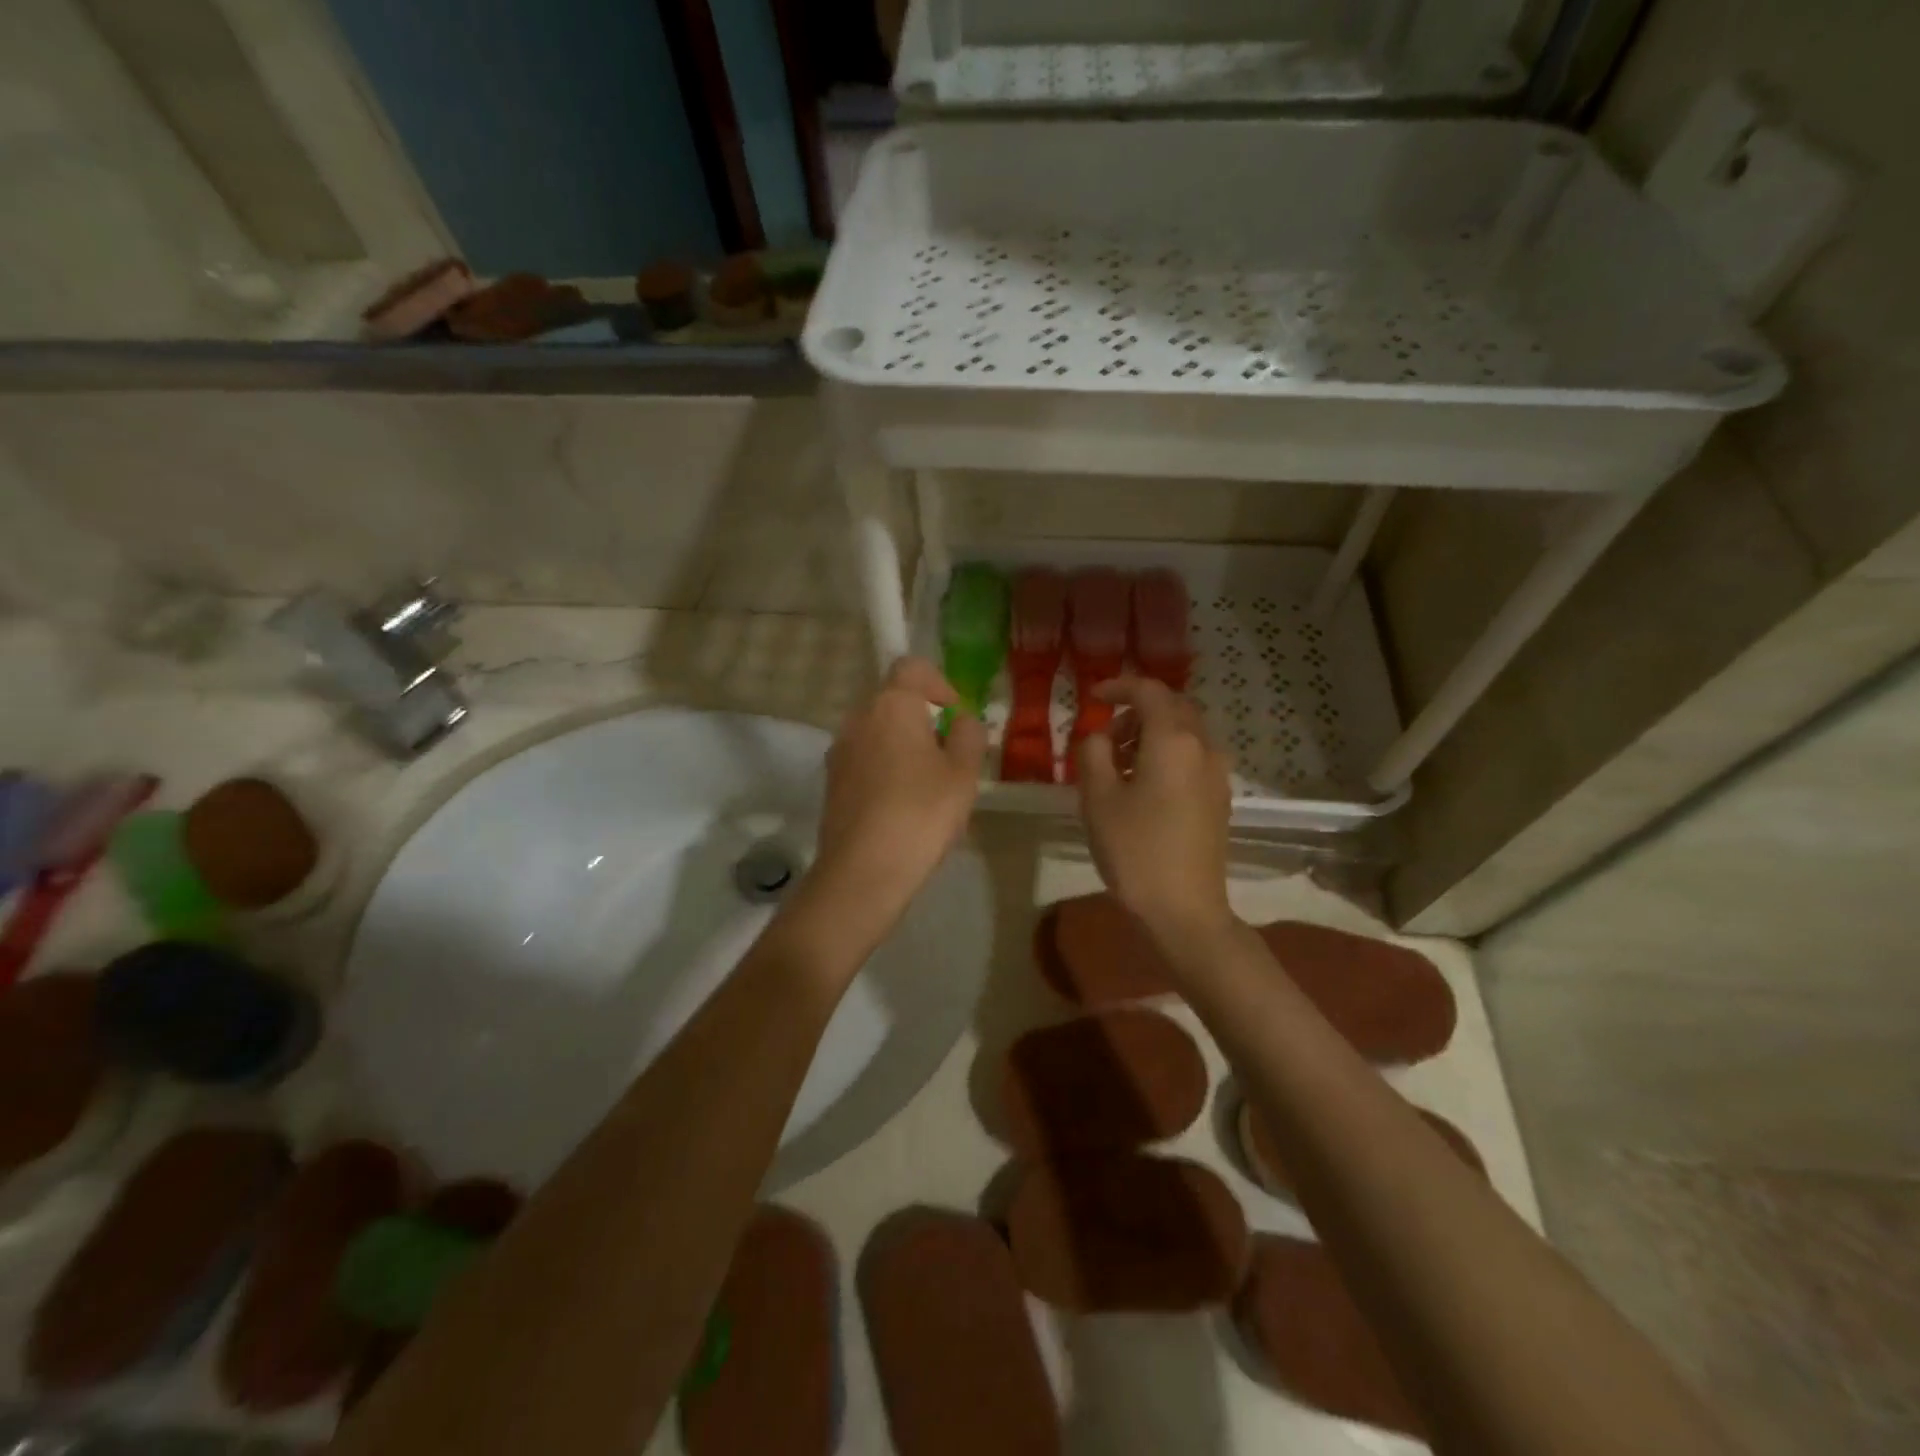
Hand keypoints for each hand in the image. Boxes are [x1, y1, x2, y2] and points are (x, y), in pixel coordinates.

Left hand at [808, 657, 985, 927]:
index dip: (940, 684)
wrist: (863, 871)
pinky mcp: (831, 782)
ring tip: (928, 787)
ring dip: (904, 746)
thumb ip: (968, 735)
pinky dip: (885, 769)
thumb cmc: (921, 813)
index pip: (912, 667)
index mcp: (891, 705)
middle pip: (894, 701)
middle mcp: (858, 718)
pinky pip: (865, 760)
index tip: (955, 718)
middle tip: (949, 757)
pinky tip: (902, 807)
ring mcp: (839, 751)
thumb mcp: (963, 773)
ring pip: (878, 733)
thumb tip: (960, 720)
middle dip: (924, 720)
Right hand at [1076, 677, 1234, 945]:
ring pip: (1184, 733)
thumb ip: (1093, 752)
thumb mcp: (1097, 798)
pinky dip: (1166, 755)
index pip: (1149, 691)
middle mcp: (1203, 747)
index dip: (1118, 687)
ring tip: (1118, 765)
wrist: (1185, 910)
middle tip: (1105, 735)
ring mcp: (1217, 774)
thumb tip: (1099, 736)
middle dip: (1137, 710)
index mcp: (1173, 740)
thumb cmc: (1135, 850)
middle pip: (1172, 708)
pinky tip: (1143, 786)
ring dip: (1151, 734)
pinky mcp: (1220, 798)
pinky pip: (1192, 757)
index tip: (1092, 697)